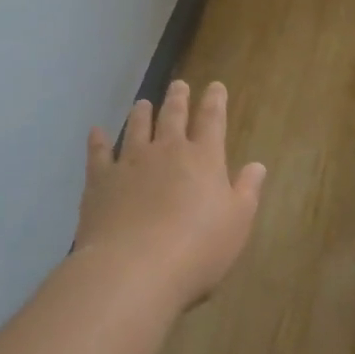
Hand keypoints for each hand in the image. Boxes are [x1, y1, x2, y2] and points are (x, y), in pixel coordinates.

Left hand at [75, 79, 266, 312]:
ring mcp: (130, 162)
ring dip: (142, 113)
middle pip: (173, 116)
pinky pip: (98, 153)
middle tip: (179, 85)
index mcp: (204, 158)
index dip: (215, 101)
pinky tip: (96, 132)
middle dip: (178, 99)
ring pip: (137, 128)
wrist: (135, 268)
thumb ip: (247, 191)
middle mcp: (167, 151)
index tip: (215, 86)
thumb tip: (257, 165)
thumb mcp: (237, 223)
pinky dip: (98, 141)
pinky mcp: (101, 181)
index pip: (212, 121)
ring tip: (143, 102)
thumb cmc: (198, 249)